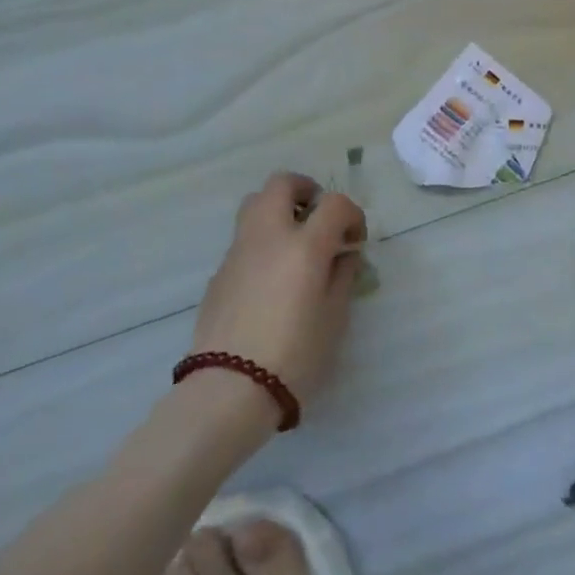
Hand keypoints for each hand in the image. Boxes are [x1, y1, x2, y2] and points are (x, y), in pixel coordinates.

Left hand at [188, 173, 366, 402]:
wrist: (229, 390)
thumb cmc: (295, 354)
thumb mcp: (335, 317)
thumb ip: (343, 276)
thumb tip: (343, 255)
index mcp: (304, 245)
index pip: (334, 203)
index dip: (352, 215)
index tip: (355, 241)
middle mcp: (268, 236)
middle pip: (281, 184)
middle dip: (305, 191)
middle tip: (319, 219)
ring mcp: (237, 252)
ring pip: (255, 205)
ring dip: (279, 211)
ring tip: (296, 244)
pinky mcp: (219, 273)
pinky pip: (244, 239)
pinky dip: (263, 241)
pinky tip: (273, 278)